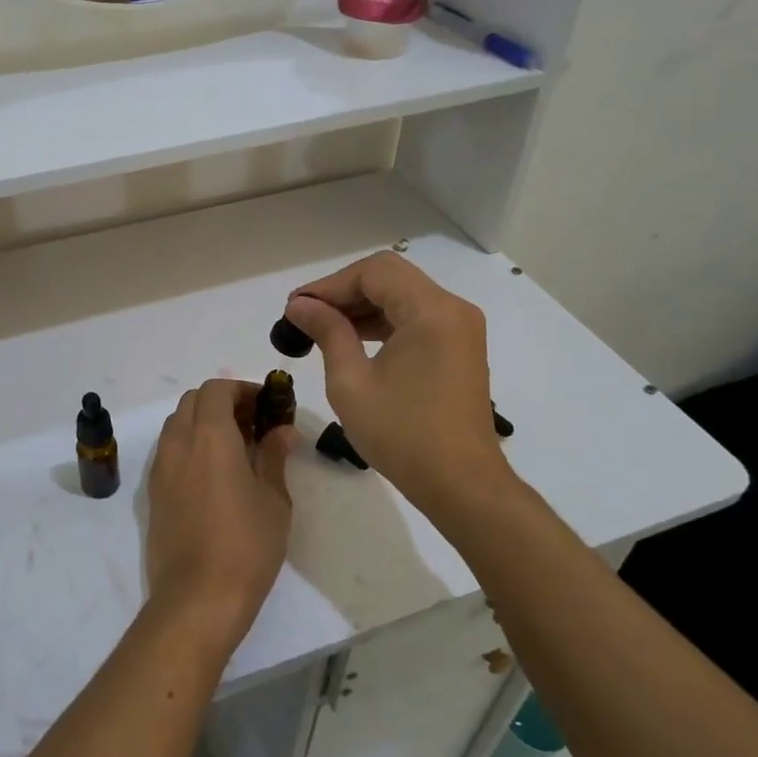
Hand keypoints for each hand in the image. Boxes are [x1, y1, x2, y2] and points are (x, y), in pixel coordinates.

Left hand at [145, 379, 296, 655]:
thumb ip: (273, 457)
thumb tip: (281, 431)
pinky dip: (189, 446)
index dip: (242, 390)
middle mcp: (178, 443)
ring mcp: (160, 468)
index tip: (266, 406)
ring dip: (203, 423)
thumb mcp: (273, 500)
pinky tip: (213, 475)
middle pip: (193, 401)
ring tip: (235, 450)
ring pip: (177, 424)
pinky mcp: (153, 492)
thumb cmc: (246, 546)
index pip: (217, 389)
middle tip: (253, 425)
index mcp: (210, 436)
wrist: (197, 598)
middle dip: (222, 403)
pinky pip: (169, 451)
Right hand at [283, 252, 516, 515]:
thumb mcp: (351, 382)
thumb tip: (300, 305)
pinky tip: (353, 340)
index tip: (295, 307)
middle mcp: (452, 309)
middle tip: (305, 315)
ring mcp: (460, 328)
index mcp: (431, 311)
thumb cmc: (402, 434)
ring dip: (361, 306)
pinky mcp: (459, 348)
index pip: (373, 272)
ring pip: (402, 295)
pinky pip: (416, 317)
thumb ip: (327, 332)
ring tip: (321, 328)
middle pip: (390, 277)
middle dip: (343, 291)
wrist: (461, 484)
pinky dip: (383, 322)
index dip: (329, 284)